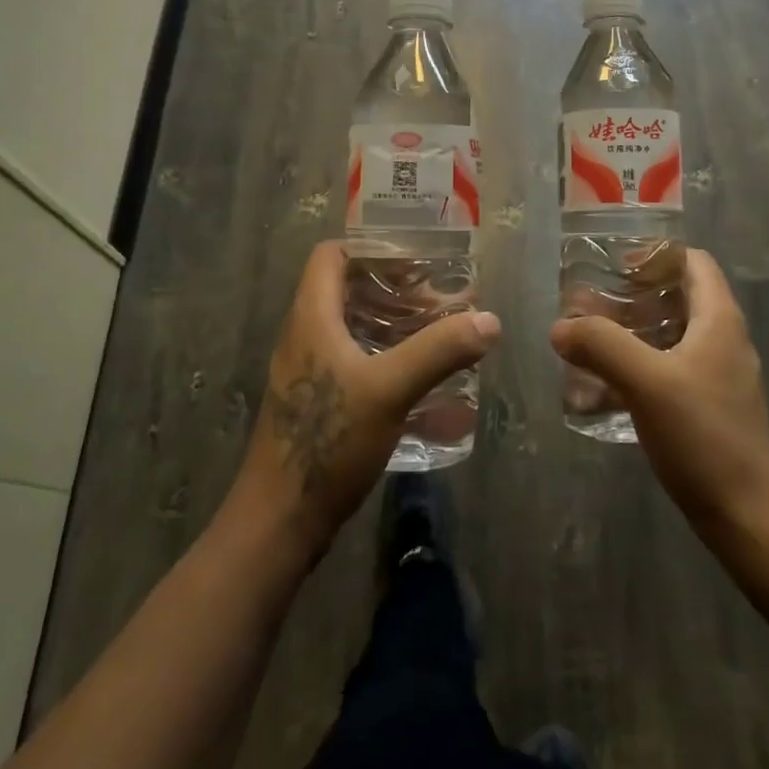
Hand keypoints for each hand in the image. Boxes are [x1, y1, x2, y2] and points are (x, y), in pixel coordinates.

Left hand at [230, 241, 498, 559]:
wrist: (279, 521)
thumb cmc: (328, 441)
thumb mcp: (389, 390)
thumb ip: (439, 351)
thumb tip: (489, 320)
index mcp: (311, 317)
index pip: (331, 254)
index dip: (370, 247)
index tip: (415, 258)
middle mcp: (304, 335)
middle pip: (345, 288)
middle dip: (393, 287)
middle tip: (438, 298)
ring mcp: (306, 371)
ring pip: (350, 326)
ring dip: (390, 322)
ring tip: (435, 331)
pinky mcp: (314, 401)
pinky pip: (350, 358)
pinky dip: (382, 354)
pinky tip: (415, 377)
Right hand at [550, 250, 768, 528]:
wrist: (745, 514)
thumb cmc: (702, 435)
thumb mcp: (646, 382)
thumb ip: (601, 346)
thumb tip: (560, 327)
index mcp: (719, 320)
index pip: (693, 262)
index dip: (656, 255)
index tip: (615, 264)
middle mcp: (725, 339)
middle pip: (680, 296)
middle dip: (636, 293)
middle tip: (592, 301)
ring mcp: (720, 375)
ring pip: (674, 333)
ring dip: (635, 330)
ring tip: (593, 337)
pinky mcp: (711, 406)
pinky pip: (673, 367)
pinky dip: (642, 362)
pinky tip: (610, 382)